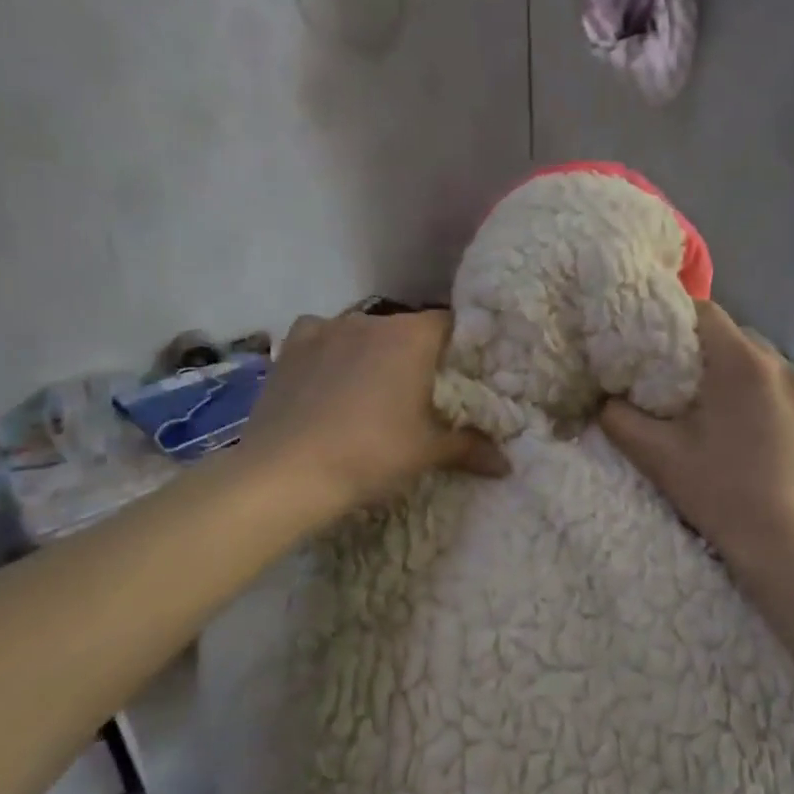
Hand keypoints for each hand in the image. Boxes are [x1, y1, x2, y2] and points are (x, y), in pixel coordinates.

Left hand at [244, 309, 507, 517]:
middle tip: (421, 391)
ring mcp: (327, 328)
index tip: (464, 375)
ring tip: (372, 390)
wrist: (286, 473)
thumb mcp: (428, 453)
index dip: (461, 348)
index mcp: (412, 337)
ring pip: (364, 332)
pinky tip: (328, 379)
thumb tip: (508, 465)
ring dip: (373, 353)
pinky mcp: (292, 345)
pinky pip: (322, 337)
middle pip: (407, 328)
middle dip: (418, 354)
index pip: (452, 325)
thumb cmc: (371, 455)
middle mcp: (371, 319)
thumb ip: (471, 449)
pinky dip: (331, 352)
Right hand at [601, 302, 793, 572]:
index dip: (677, 320)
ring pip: (768, 371)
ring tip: (726, 419)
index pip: (706, 312)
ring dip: (744, 383)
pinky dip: (773, 409)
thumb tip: (604, 402)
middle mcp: (784, 368)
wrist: (790, 545)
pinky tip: (762, 446)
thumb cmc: (720, 492)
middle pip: (739, 340)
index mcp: (741, 364)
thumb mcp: (657, 456)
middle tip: (685, 387)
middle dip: (710, 355)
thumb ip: (620, 420)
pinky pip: (793, 401)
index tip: (658, 344)